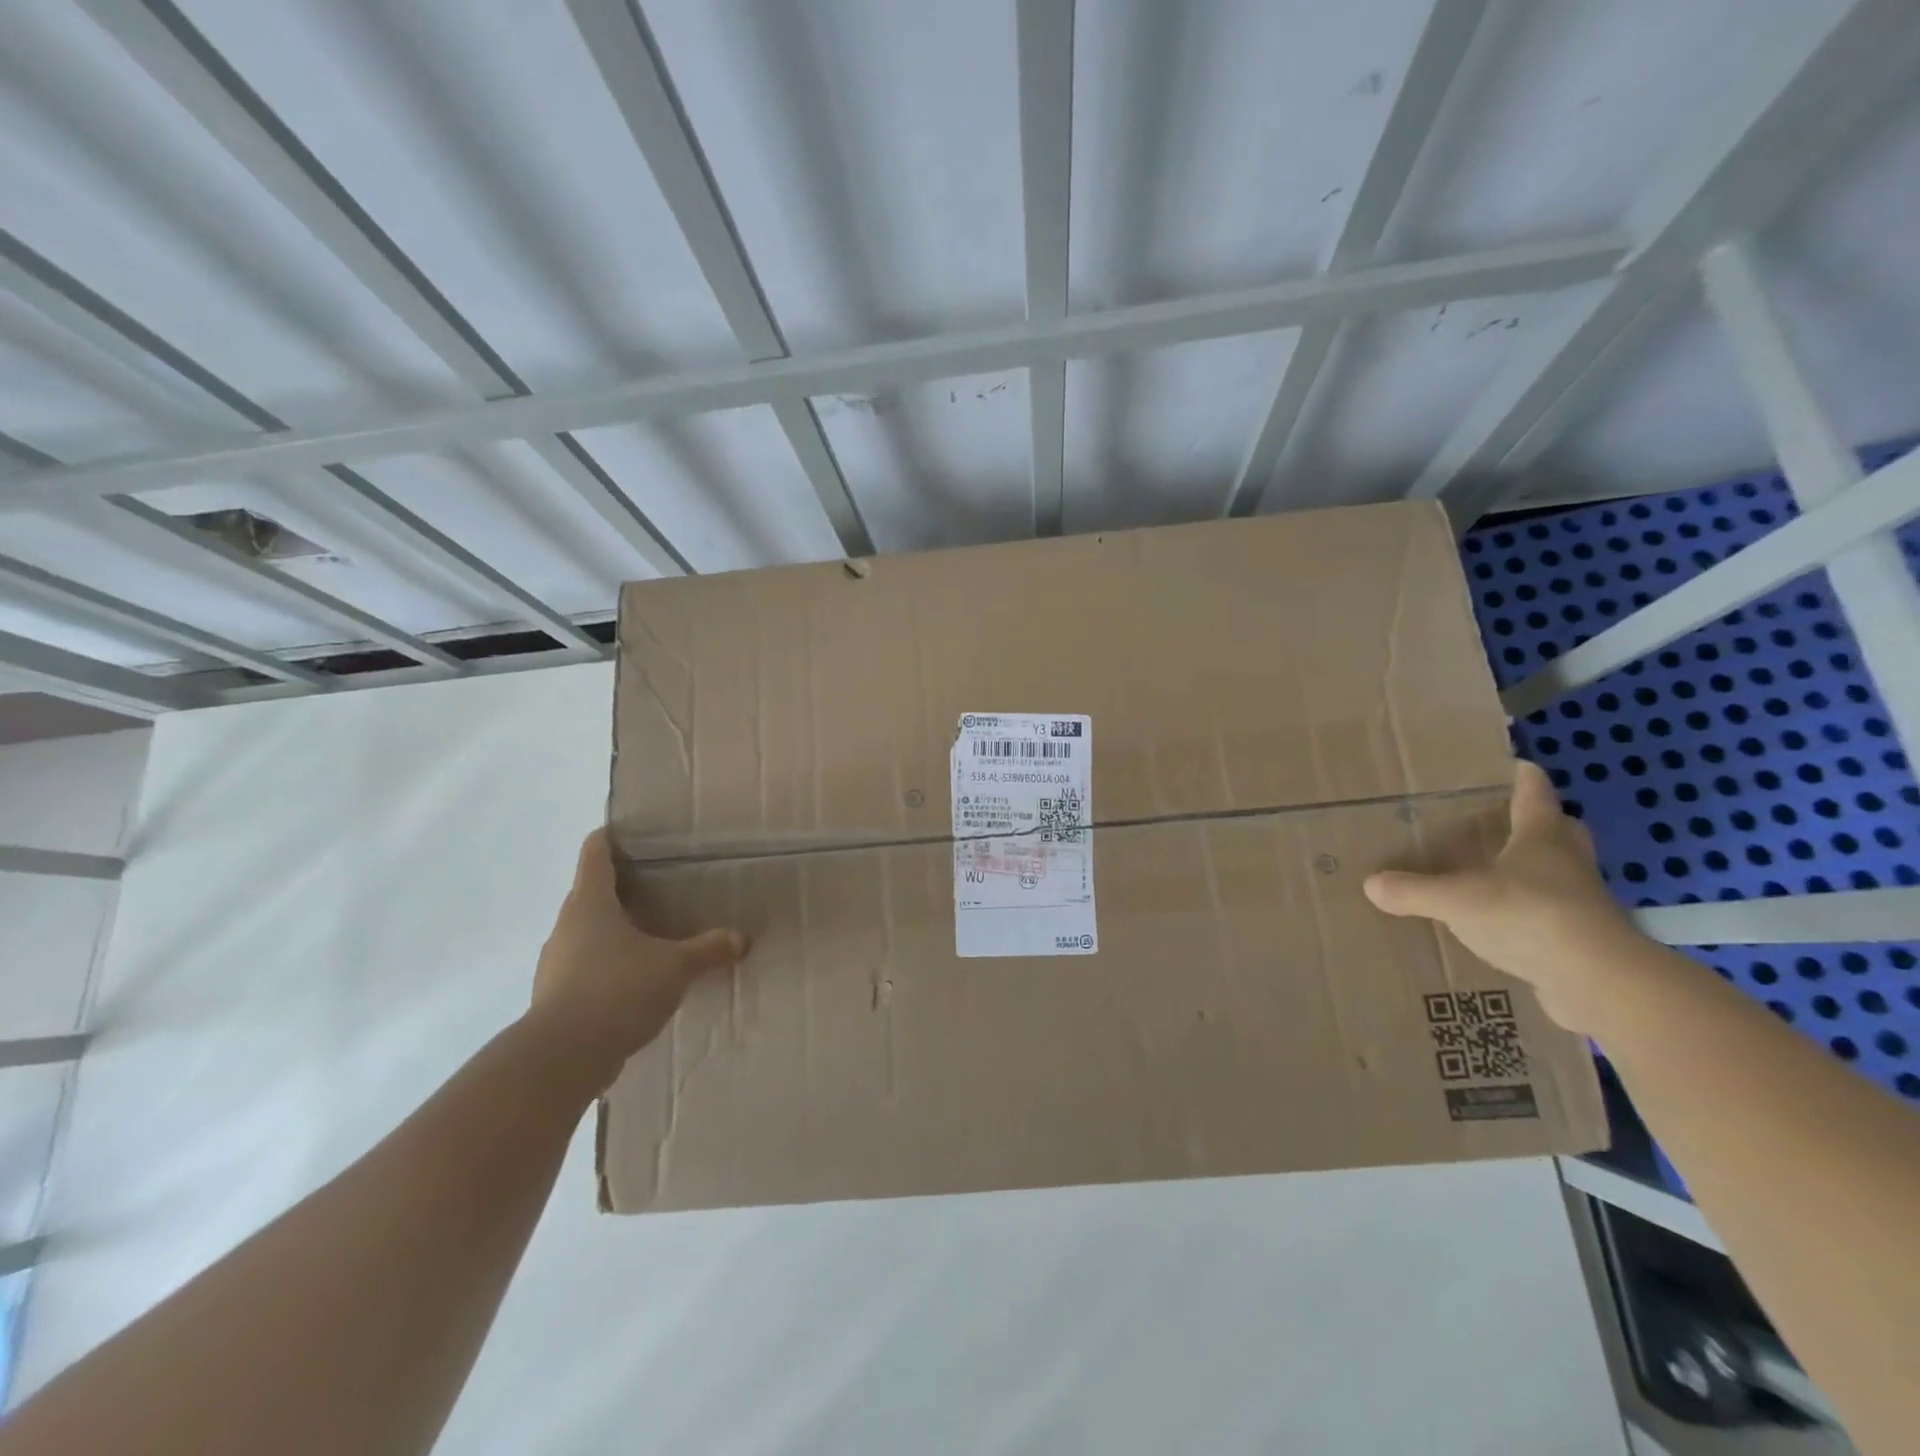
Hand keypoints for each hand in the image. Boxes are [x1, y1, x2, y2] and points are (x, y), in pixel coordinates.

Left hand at [528, 828, 746, 1088]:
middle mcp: (567, 927)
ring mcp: (556, 964)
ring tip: (652, 937)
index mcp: (590, 903)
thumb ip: (707, 950)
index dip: (610, 837)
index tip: (628, 831)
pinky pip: (586, 970)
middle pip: (591, 894)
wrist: (562, 1058)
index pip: (594, 854)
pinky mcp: (556, 999)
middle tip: (660, 887)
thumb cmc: (617, 990)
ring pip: (588, 935)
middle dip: (622, 889)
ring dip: (615, 933)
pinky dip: (609, 968)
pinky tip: (636, 983)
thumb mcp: (674, 967)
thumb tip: (740, 939)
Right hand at [1363, 760, 1643, 1032]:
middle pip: (1560, 829)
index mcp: (1541, 837)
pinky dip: (1535, 912)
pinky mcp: (1585, 939)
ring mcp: (1582, 901)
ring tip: (1499, 872)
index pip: (1534, 793)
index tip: (1514, 764)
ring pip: (1562, 871)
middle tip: (1506, 820)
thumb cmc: (1529, 916)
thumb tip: (1370, 884)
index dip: (1524, 777)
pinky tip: (1506, 923)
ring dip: (1539, 868)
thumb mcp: (1456, 900)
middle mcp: (1568, 861)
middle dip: (1540, 821)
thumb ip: (1413, 890)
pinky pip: (1555, 914)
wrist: (1599, 981)